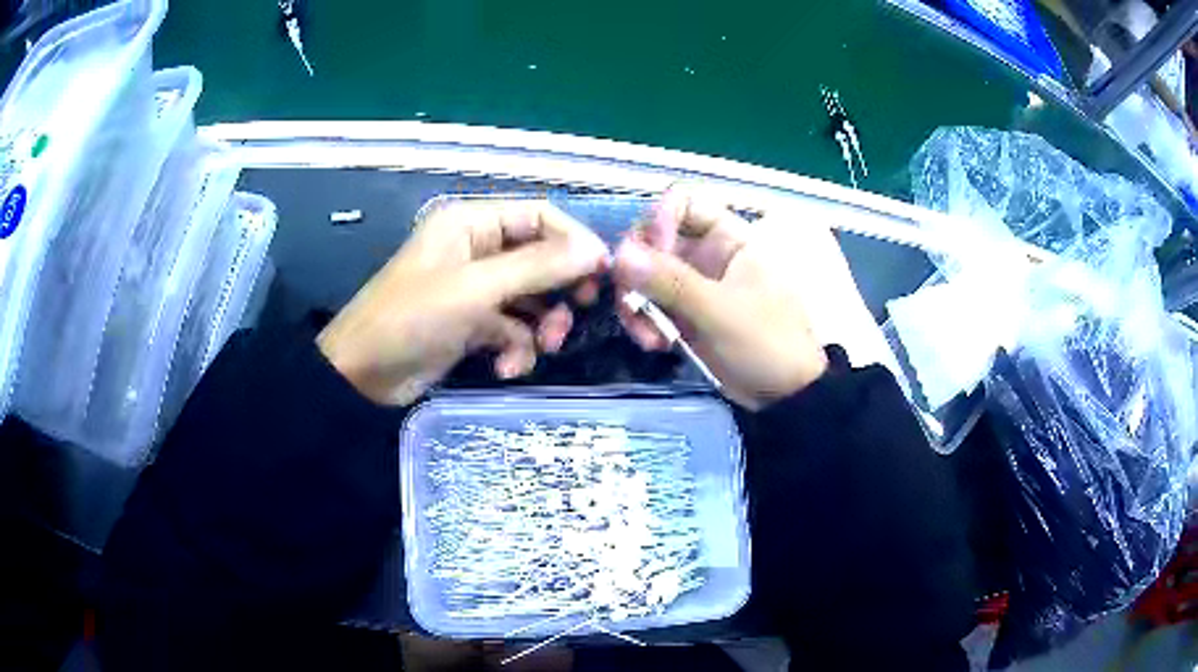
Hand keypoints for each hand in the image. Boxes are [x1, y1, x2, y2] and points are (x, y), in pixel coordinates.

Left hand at [318, 201, 608, 405]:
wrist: (363, 376)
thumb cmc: (412, 318)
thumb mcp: (476, 289)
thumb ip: (537, 267)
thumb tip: (595, 250)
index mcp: (472, 223)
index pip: (539, 216)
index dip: (573, 241)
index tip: (602, 273)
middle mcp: (476, 249)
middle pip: (539, 258)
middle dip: (558, 288)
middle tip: (577, 312)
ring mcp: (474, 289)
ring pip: (530, 297)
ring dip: (541, 325)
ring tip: (542, 347)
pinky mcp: (471, 324)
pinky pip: (511, 328)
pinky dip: (515, 348)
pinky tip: (506, 369)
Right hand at [613, 188, 829, 409]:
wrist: (784, 395)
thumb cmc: (767, 343)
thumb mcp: (720, 311)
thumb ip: (671, 282)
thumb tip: (619, 254)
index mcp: (729, 238)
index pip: (684, 202)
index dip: (660, 218)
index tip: (650, 251)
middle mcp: (707, 253)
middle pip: (654, 238)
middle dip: (636, 268)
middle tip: (630, 298)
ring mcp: (693, 284)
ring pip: (645, 273)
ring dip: (635, 301)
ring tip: (646, 336)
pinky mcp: (683, 312)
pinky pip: (649, 303)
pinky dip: (643, 320)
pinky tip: (654, 344)